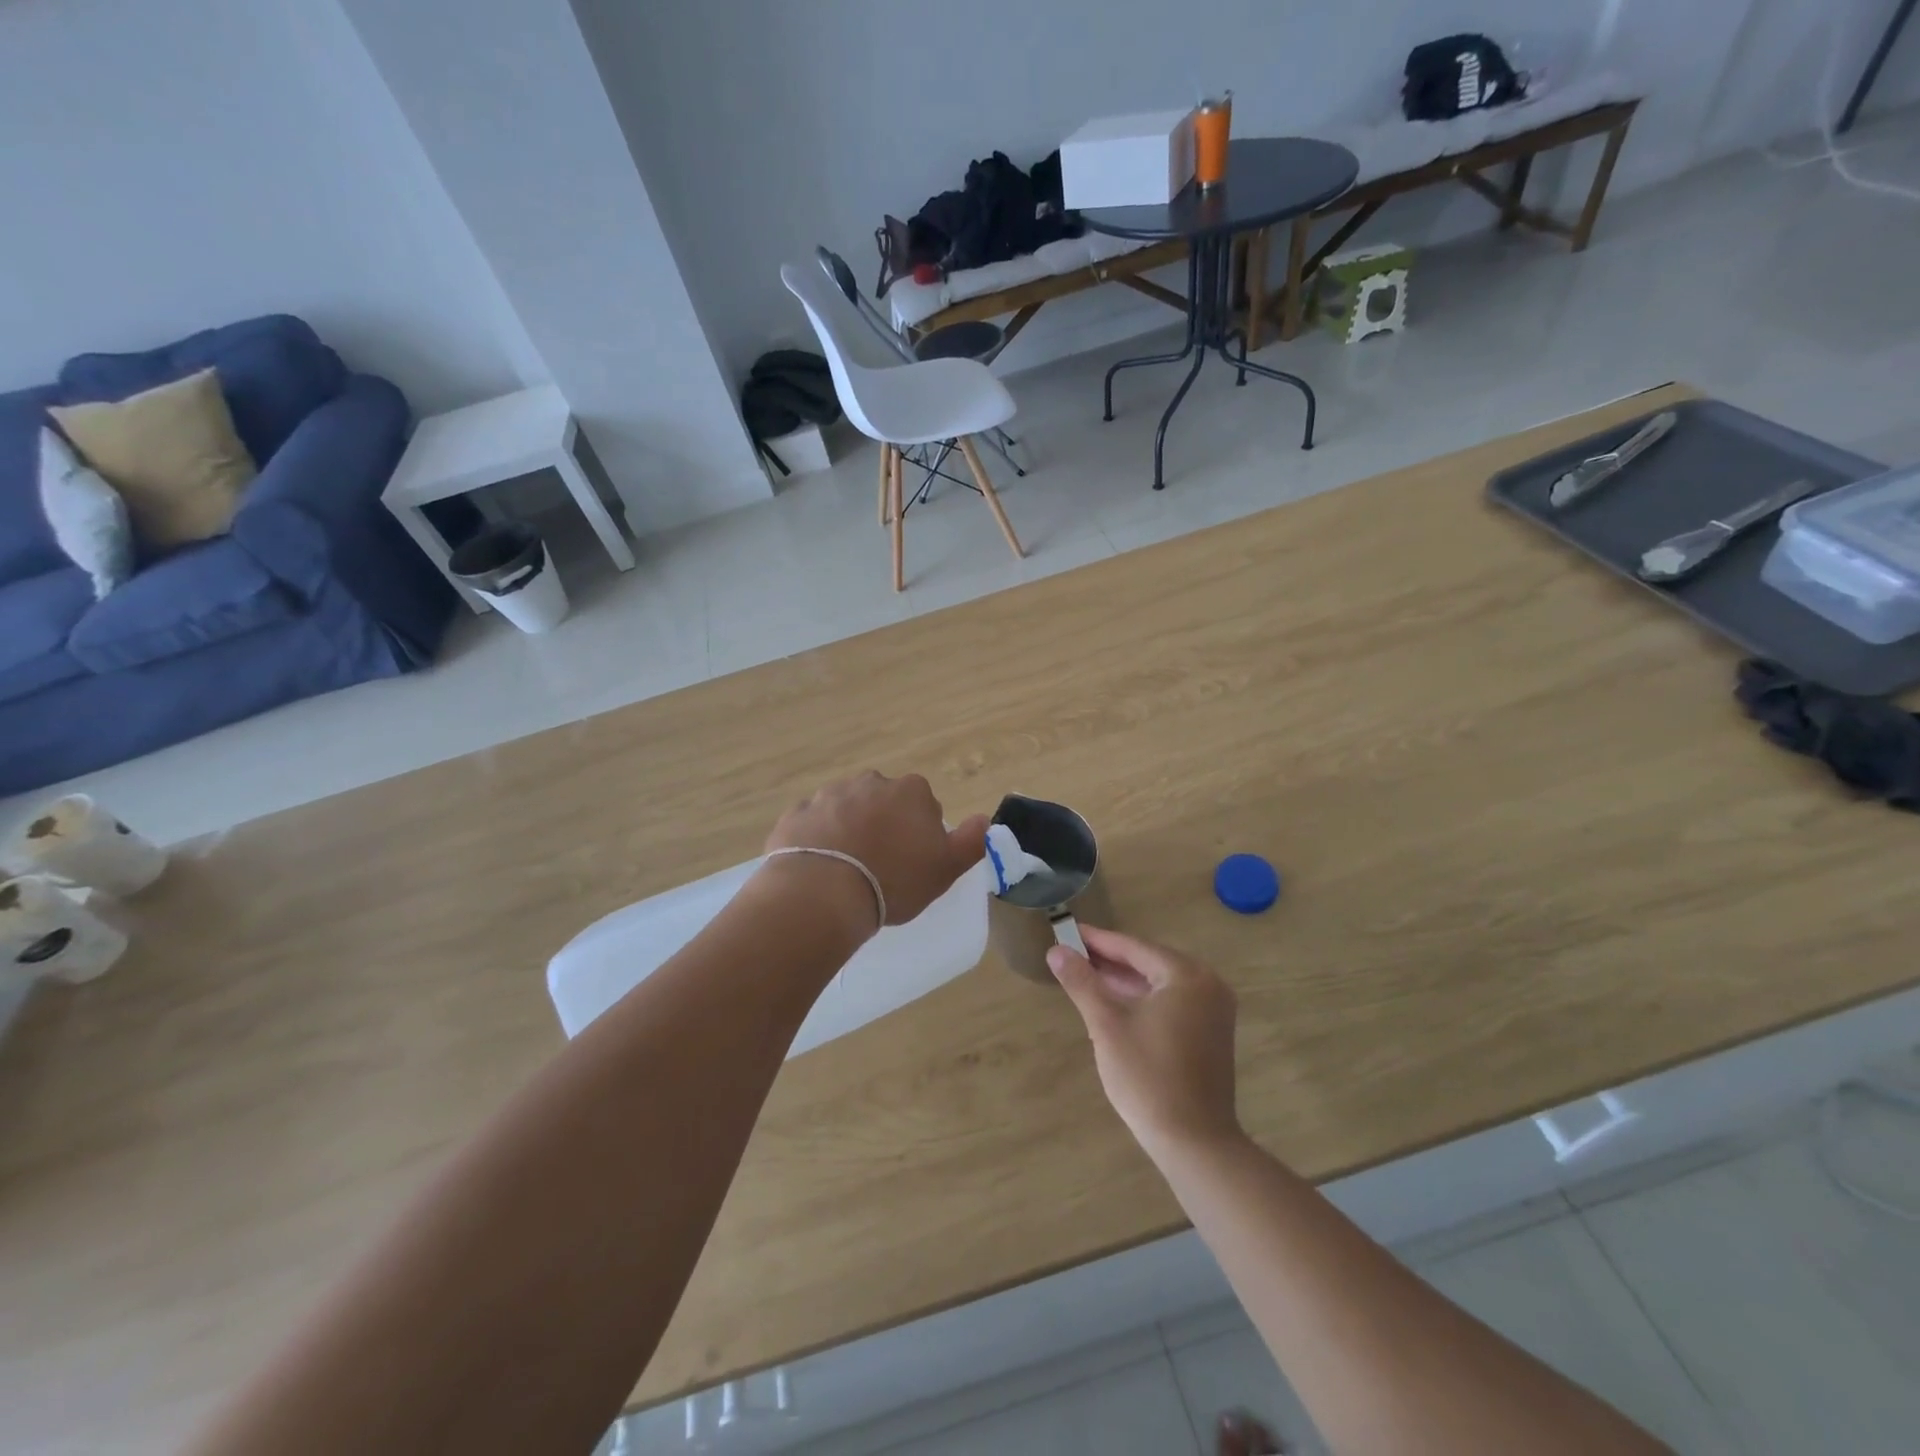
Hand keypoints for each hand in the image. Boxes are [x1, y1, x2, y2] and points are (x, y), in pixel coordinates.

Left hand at [764, 772, 986, 931]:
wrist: (823, 892)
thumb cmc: (894, 880)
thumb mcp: (946, 869)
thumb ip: (971, 842)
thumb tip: (984, 819)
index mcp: (910, 791)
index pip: (924, 805)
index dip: (921, 833)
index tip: (913, 861)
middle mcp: (870, 782)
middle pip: (884, 803)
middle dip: (884, 825)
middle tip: (880, 866)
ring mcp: (829, 794)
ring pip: (847, 810)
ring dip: (849, 830)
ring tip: (846, 871)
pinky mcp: (797, 813)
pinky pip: (814, 824)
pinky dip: (817, 839)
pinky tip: (819, 868)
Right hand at [1047, 927, 1241, 1162]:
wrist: (1193, 1142)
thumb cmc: (1148, 1077)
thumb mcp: (1107, 1025)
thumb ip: (1082, 982)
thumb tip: (1056, 950)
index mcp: (1187, 976)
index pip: (1134, 947)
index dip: (1098, 940)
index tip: (1068, 930)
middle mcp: (1208, 985)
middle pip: (1149, 962)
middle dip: (1110, 960)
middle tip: (1072, 952)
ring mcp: (1214, 1010)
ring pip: (1160, 983)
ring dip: (1125, 980)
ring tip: (1086, 975)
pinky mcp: (1211, 1033)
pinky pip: (1172, 1002)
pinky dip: (1143, 999)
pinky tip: (1114, 1002)